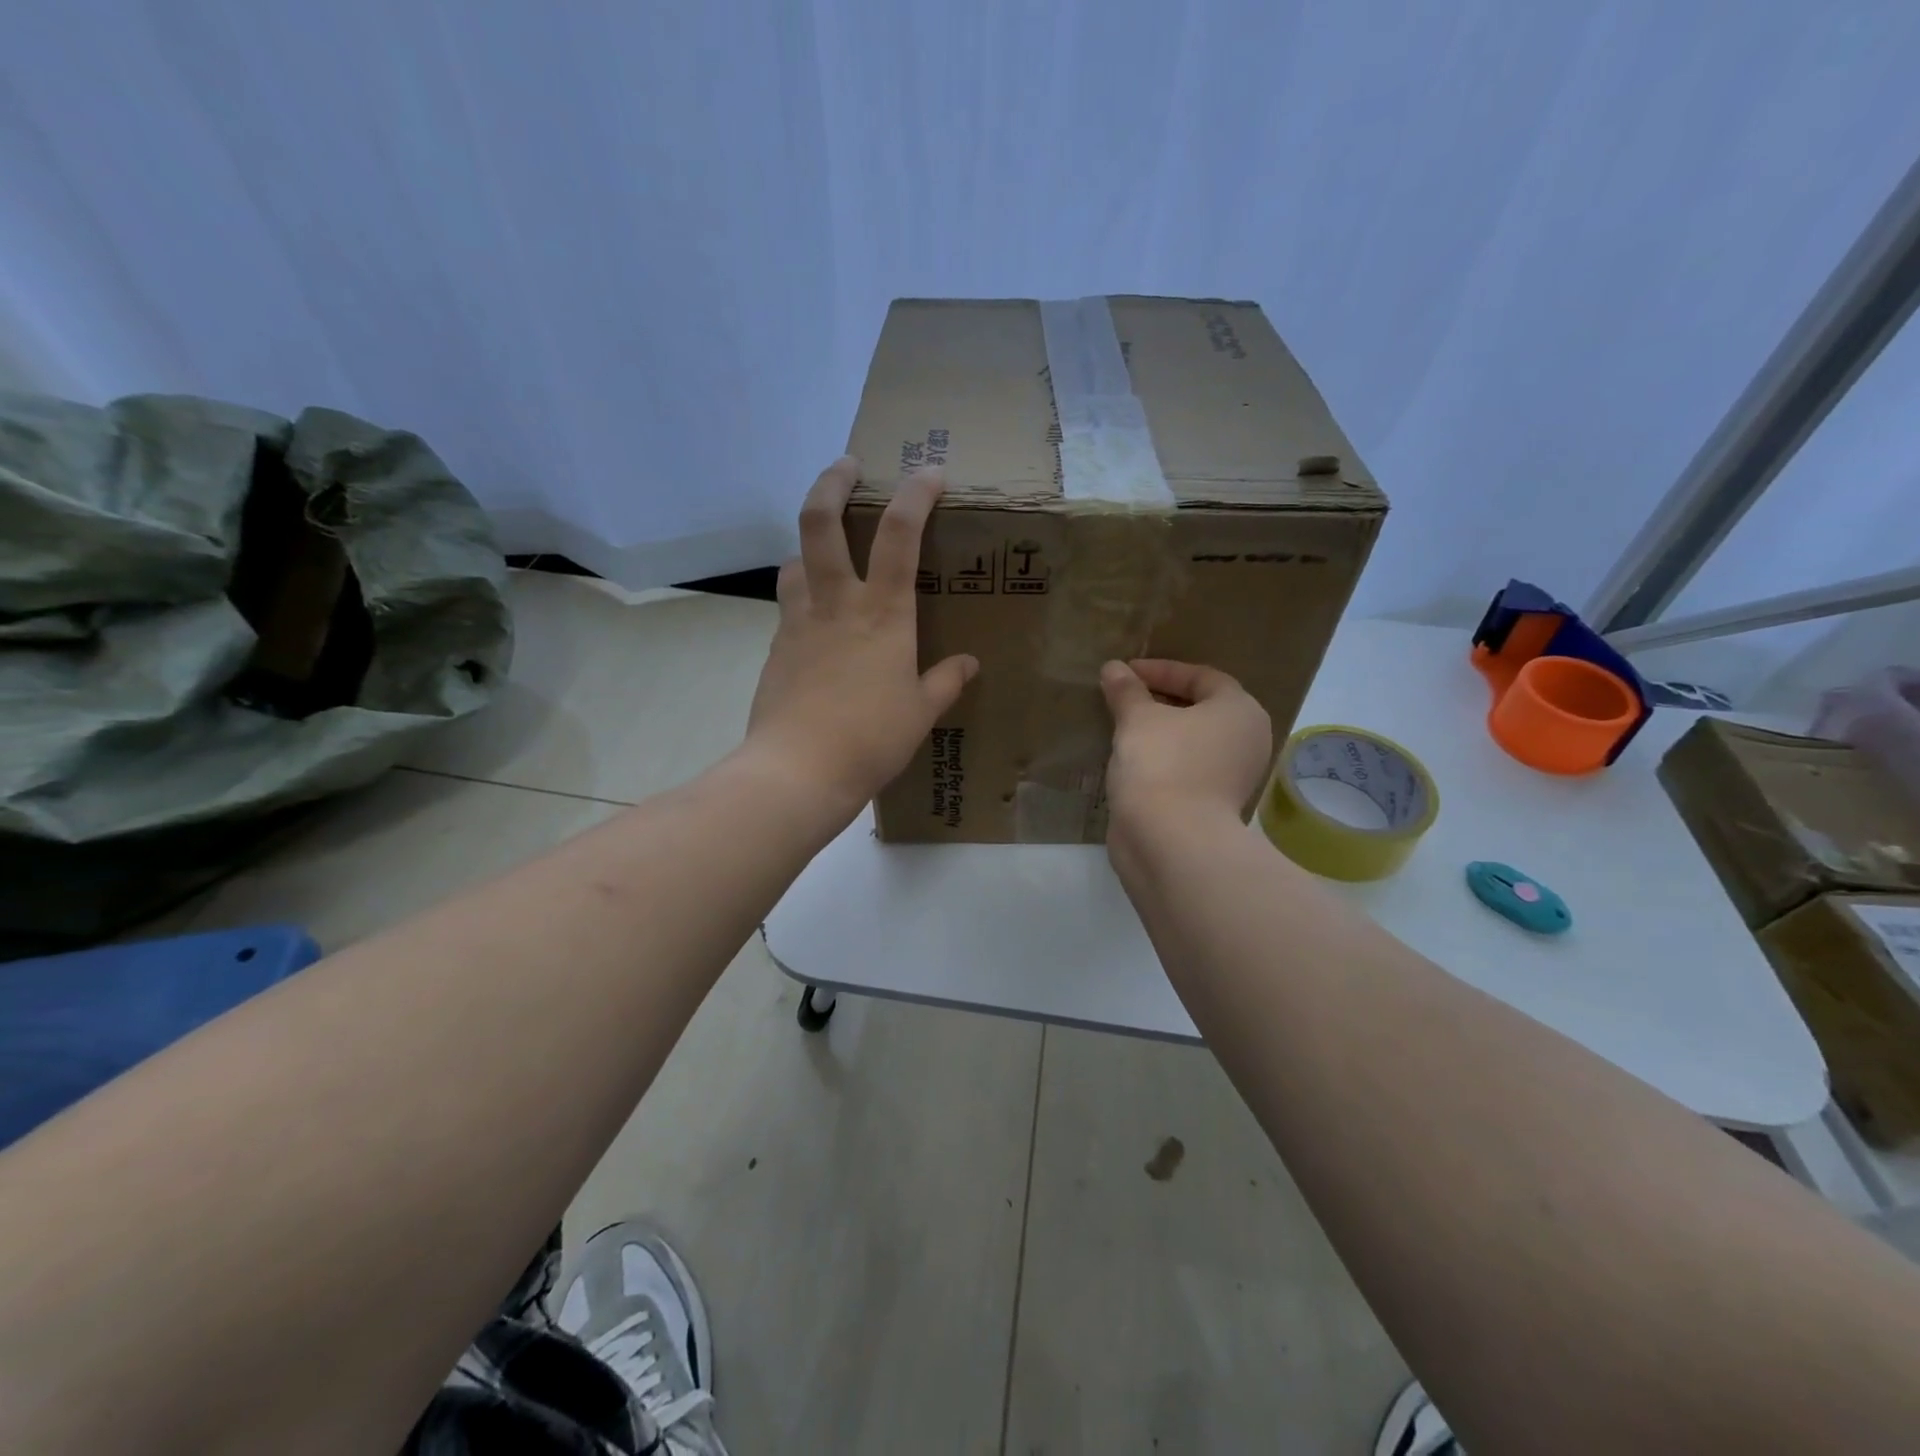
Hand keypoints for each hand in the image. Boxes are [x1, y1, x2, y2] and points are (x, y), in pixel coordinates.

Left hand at [743, 457, 977, 824]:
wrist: (798, 770)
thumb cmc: (871, 739)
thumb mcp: (921, 712)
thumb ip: (945, 682)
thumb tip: (968, 665)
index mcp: (883, 614)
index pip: (900, 534)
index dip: (916, 495)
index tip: (930, 474)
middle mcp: (837, 603)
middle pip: (820, 522)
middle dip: (832, 482)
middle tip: (846, 465)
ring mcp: (799, 622)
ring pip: (795, 560)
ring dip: (809, 545)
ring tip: (826, 554)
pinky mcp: (776, 647)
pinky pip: (789, 605)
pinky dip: (802, 596)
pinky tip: (816, 622)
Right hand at [1099, 659, 1272, 829]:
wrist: (1171, 841)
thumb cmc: (1162, 764)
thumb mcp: (1137, 719)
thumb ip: (1127, 691)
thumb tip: (1113, 668)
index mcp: (1241, 711)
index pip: (1202, 677)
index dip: (1162, 670)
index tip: (1126, 673)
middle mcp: (1246, 741)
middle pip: (1201, 709)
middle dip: (1161, 701)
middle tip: (1125, 697)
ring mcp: (1232, 777)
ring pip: (1192, 742)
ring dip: (1160, 732)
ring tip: (1123, 726)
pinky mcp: (1212, 806)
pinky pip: (1185, 769)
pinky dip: (1161, 759)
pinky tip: (1132, 760)